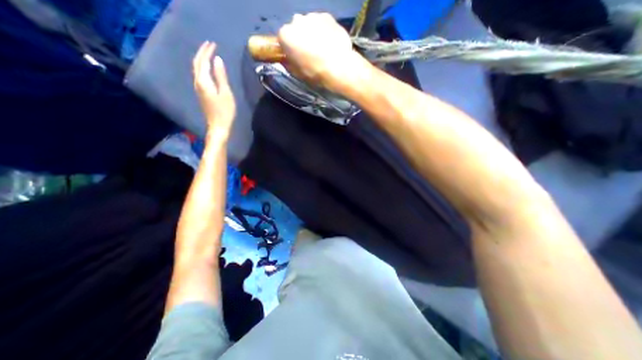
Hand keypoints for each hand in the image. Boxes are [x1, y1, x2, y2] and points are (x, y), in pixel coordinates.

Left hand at [195, 41, 237, 138]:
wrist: (218, 126)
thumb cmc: (225, 111)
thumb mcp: (226, 93)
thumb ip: (221, 76)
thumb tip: (217, 60)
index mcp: (203, 81)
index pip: (203, 61)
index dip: (207, 51)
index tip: (214, 43)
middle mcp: (197, 82)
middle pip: (197, 63)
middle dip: (202, 52)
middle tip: (210, 45)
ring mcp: (198, 88)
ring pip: (197, 69)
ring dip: (202, 59)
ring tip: (208, 53)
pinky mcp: (201, 93)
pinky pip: (199, 75)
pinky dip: (203, 67)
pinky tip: (208, 68)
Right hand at [278, 13, 371, 93]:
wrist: (338, 68)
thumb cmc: (314, 73)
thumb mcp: (297, 73)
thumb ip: (288, 63)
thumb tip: (287, 59)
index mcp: (286, 35)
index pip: (283, 39)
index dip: (289, 48)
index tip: (295, 57)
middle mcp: (296, 21)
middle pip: (296, 29)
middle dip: (301, 38)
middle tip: (310, 53)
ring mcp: (313, 16)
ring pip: (309, 25)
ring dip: (313, 34)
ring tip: (322, 49)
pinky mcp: (328, 16)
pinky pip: (322, 23)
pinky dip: (324, 31)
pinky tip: (330, 44)